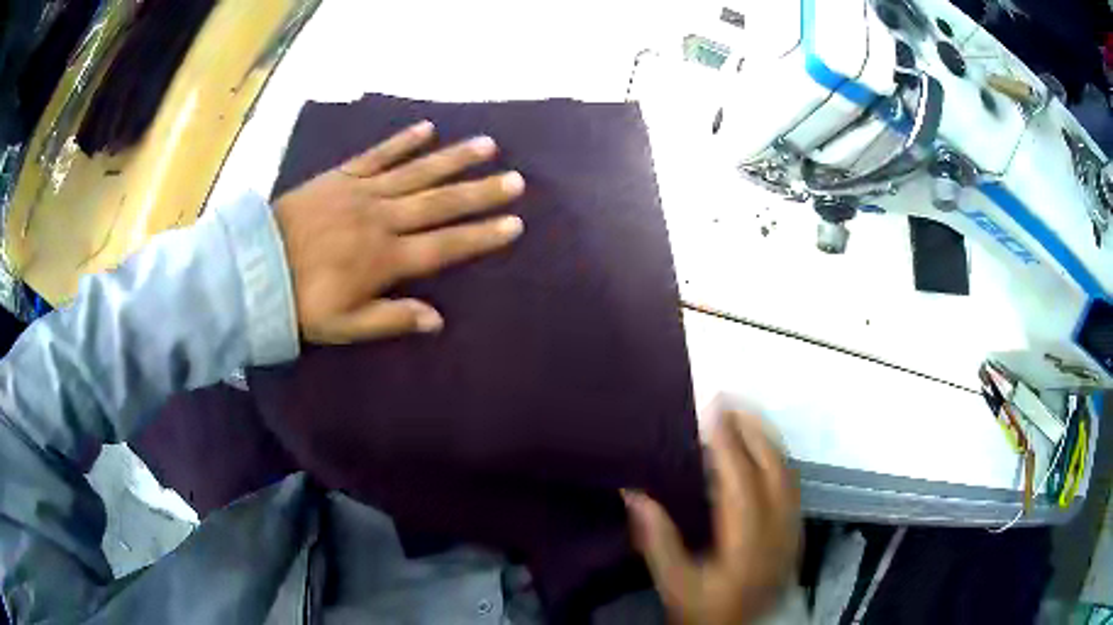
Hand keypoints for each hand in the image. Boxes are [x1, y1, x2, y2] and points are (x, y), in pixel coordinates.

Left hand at [273, 121, 524, 343]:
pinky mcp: (341, 176)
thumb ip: (391, 319)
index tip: (514, 223)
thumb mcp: (345, 326)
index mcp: (385, 259)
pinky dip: (403, 141)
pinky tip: (428, 128)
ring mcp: (362, 193)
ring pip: (417, 172)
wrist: (254, 269)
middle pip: (440, 203)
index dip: (481, 236)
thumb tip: (438, 319)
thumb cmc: (301, 303)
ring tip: (487, 145)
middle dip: (481, 192)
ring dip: (454, 158)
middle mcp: (382, 220)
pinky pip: (377, 154)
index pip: (445, 246)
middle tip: (516, 179)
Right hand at [624, 412, 800, 624]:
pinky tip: (766, 451)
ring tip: (746, 417)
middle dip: (753, 429)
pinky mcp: (795, 531)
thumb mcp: (675, 585)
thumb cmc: (708, 611)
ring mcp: (791, 528)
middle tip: (729, 401)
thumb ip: (657, 540)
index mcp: (746, 540)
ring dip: (768, 439)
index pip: (741, 478)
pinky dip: (779, 458)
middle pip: (773, 466)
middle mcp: (777, 527)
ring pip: (787, 471)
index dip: (728, 440)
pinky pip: (792, 484)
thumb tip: (634, 493)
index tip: (713, 408)